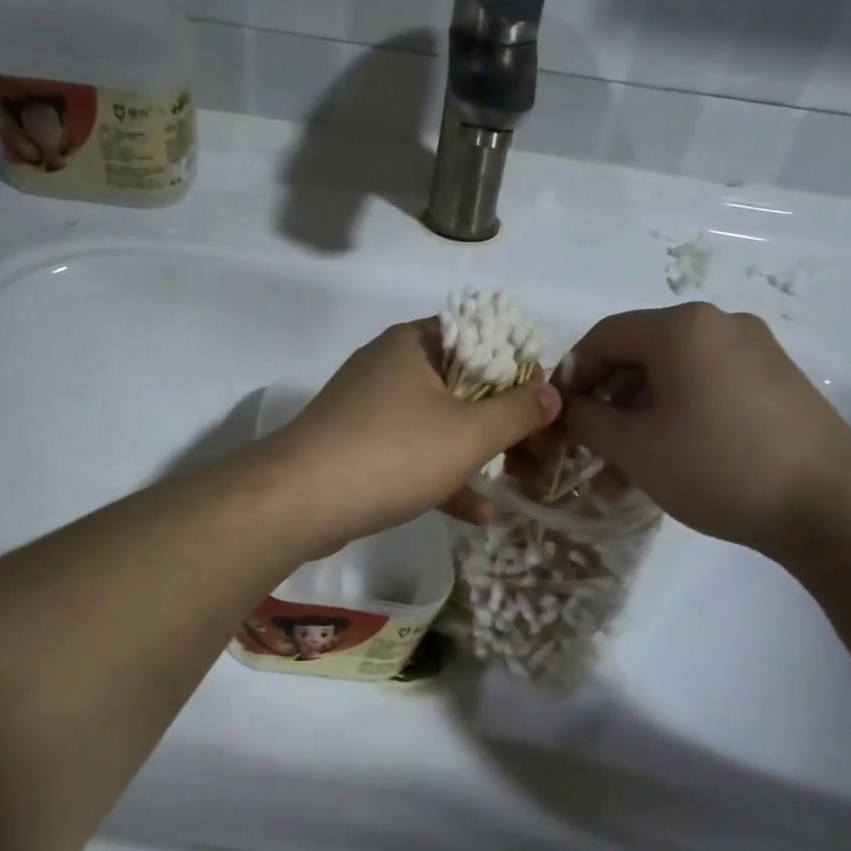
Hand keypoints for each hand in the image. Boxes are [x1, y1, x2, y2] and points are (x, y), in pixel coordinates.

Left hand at [264, 321, 560, 549]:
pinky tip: (478, 513)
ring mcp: (370, 408)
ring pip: (438, 422)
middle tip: (537, 447)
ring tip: (518, 481)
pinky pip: (412, 453)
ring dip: (477, 452)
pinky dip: (442, 476)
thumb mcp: (469, 433)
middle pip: (462, 382)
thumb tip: (551, 392)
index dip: (519, 366)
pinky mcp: (358, 446)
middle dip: (503, 418)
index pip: (481, 336)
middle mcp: (391, 366)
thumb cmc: (393, 454)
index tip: (545, 401)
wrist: (299, 502)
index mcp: (415, 344)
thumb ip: (517, 411)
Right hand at [557, 303, 850, 554]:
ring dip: (636, 418)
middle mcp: (719, 325)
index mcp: (681, 327)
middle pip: (638, 355)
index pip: (603, 336)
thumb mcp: (635, 447)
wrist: (831, 506)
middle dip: (604, 403)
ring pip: (672, 377)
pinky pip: (705, 389)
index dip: (570, 375)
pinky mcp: (775, 382)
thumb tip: (566, 409)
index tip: (556, 417)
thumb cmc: (717, 465)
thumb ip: (587, 420)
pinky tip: (663, 462)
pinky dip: (674, 418)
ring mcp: (754, 351)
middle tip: (584, 447)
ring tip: (618, 472)